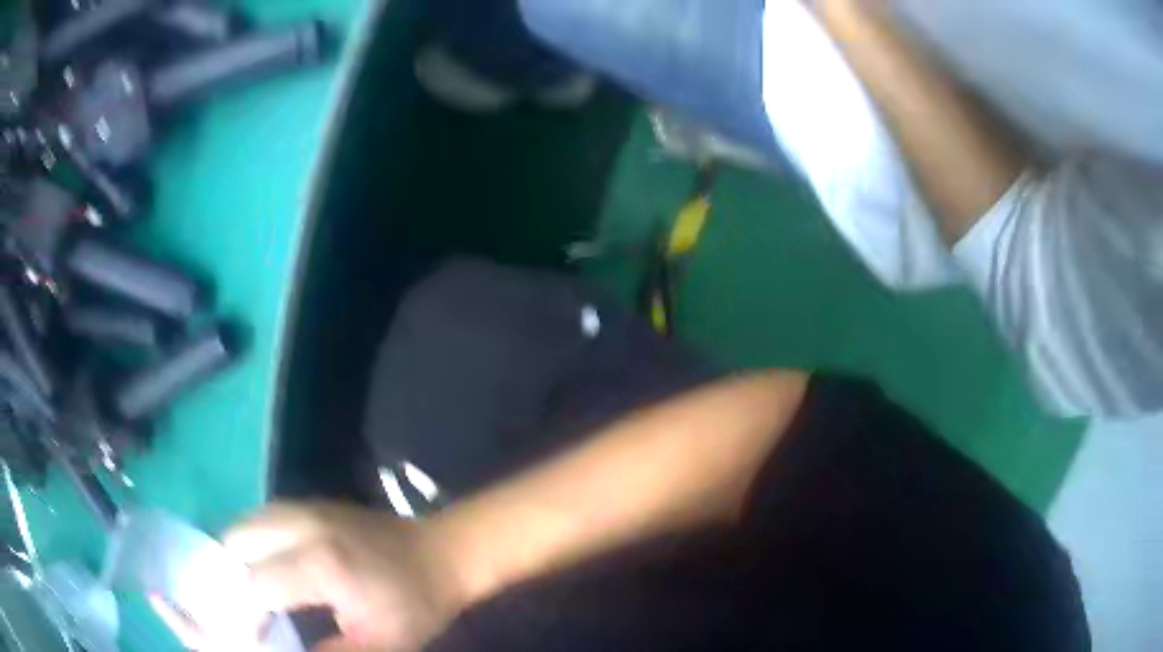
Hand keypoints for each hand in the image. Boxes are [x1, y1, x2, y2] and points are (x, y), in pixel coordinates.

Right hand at [222, 502, 464, 651]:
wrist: (442, 553)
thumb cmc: (415, 604)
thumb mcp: (378, 646)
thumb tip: (275, 650)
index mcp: (319, 565)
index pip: (253, 587)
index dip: (246, 616)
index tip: (255, 638)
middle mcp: (300, 524)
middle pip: (234, 544)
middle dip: (230, 581)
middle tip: (246, 613)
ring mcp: (303, 505)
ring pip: (242, 525)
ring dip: (236, 559)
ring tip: (252, 594)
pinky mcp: (308, 501)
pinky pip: (260, 518)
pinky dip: (250, 543)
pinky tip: (265, 568)